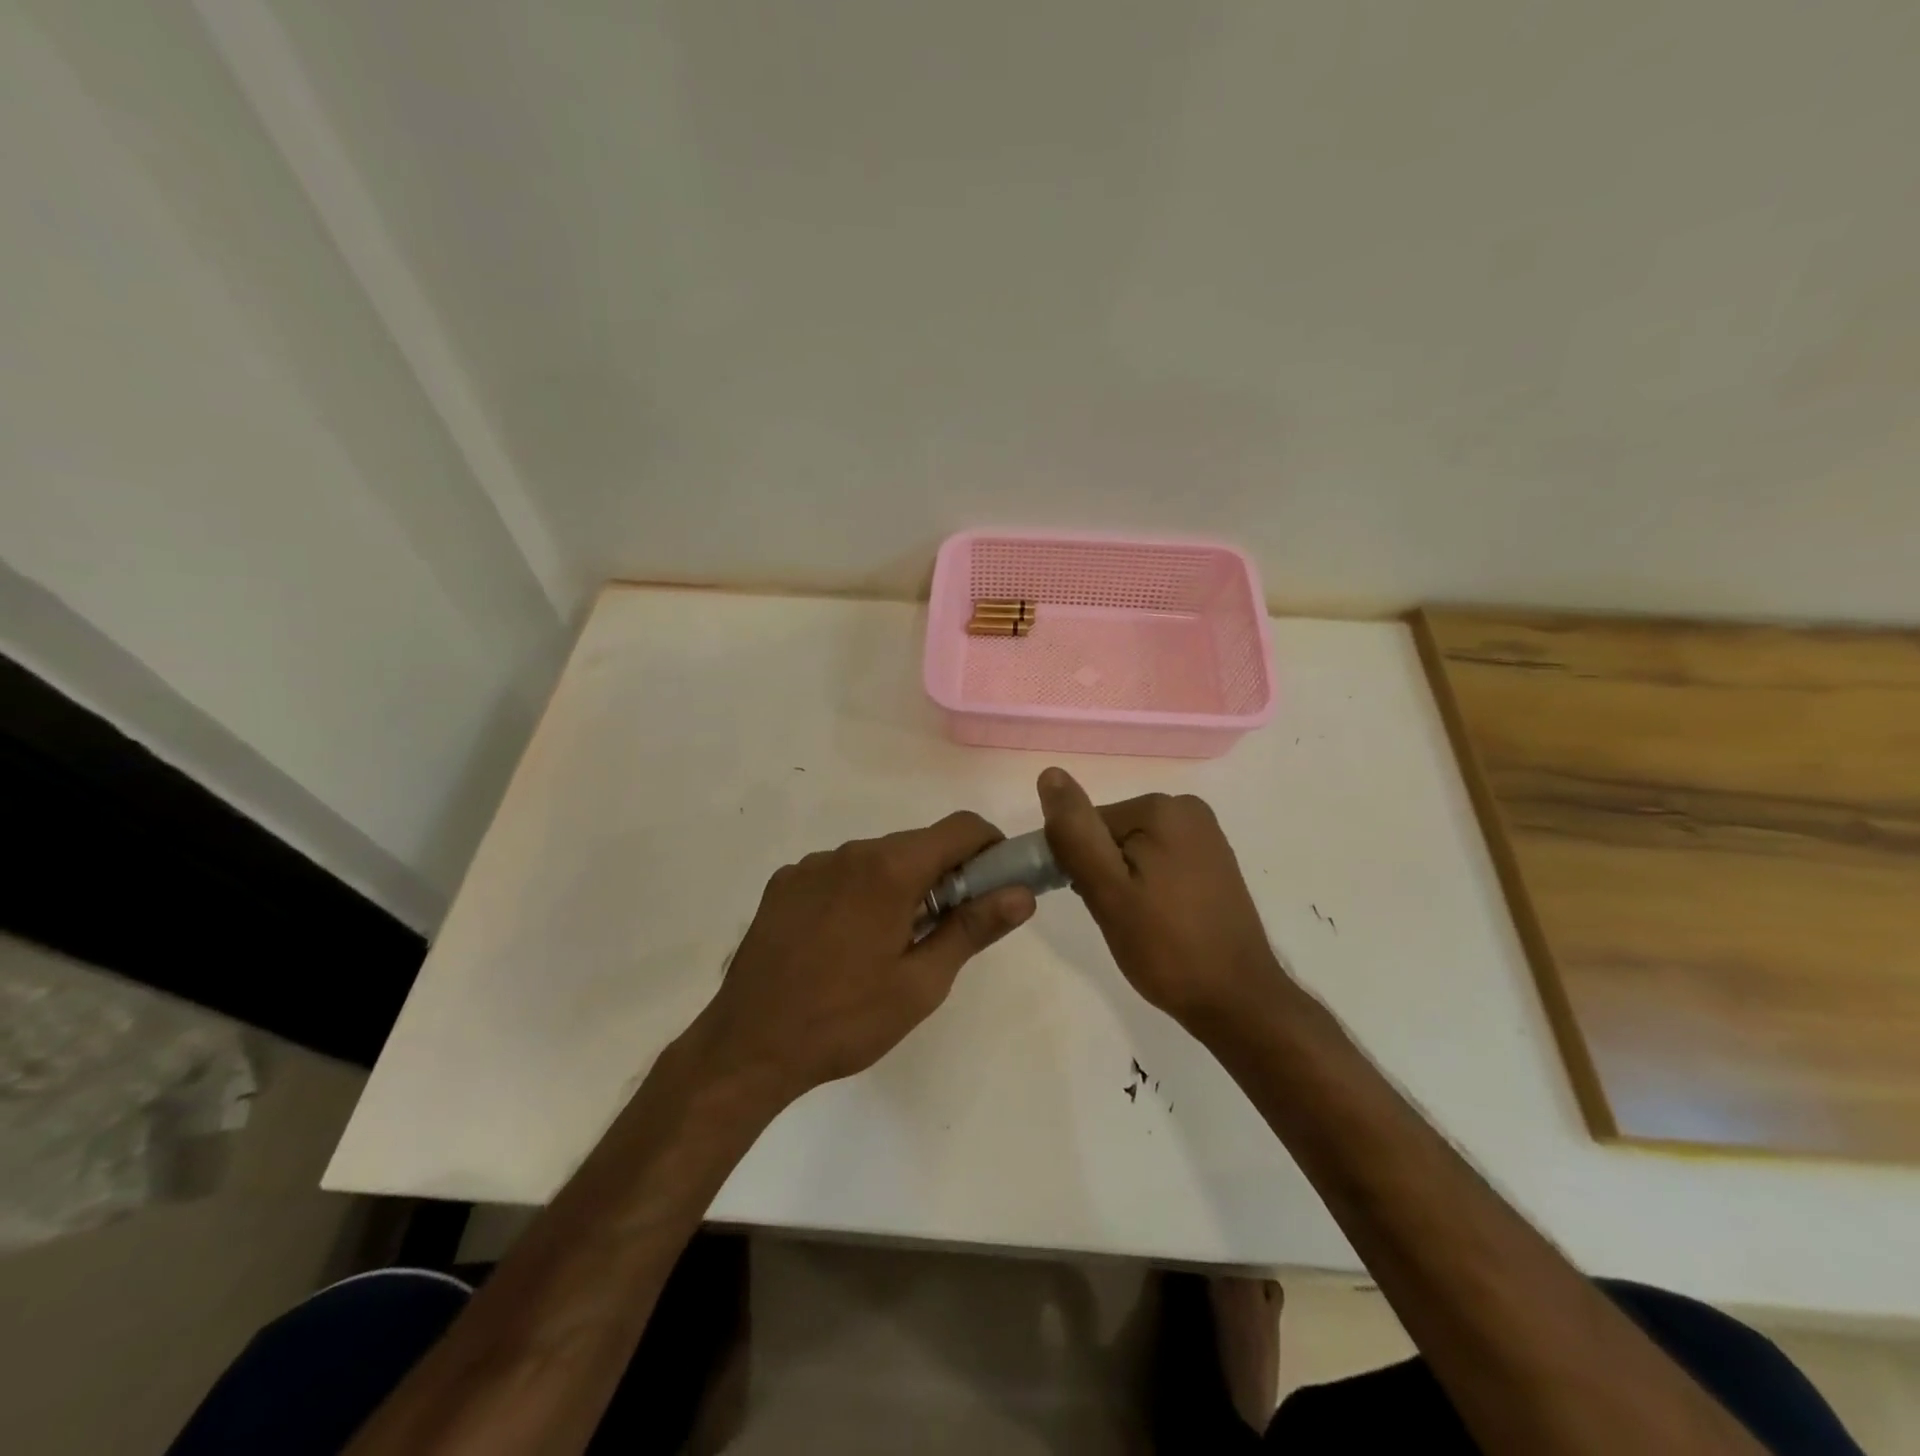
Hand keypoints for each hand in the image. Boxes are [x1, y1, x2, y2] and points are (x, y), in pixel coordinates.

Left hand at [692, 812, 1036, 1103]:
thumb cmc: (845, 1020)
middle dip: (945, 874)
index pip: (961, 828)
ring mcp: (811, 865)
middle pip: (918, 844)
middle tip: (946, 929)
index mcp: (890, 870)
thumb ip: (973, 929)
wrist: (747, 1046)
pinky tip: (843, 942)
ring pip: (877, 859)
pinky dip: (858, 893)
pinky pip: (839, 873)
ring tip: (890, 945)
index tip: (998, 882)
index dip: (990, 847)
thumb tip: (1022, 894)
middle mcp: (850, 852)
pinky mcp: (784, 883)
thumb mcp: (921, 984)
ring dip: (899, 885)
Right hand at [1038, 767, 1286, 1033]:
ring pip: (1133, 851)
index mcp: (1162, 809)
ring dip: (1124, 882)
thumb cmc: (1166, 947)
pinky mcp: (1213, 862)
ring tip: (1140, 923)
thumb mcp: (1107, 890)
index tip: (1093, 901)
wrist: (1238, 1002)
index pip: (1088, 824)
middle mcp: (1188, 810)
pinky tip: (1160, 920)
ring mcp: (1206, 836)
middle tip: (1119, 917)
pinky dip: (1148, 887)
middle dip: (1104, 872)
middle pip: (1111, 833)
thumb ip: (1075, 833)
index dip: (1079, 864)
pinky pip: (1159, 862)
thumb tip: (1050, 774)